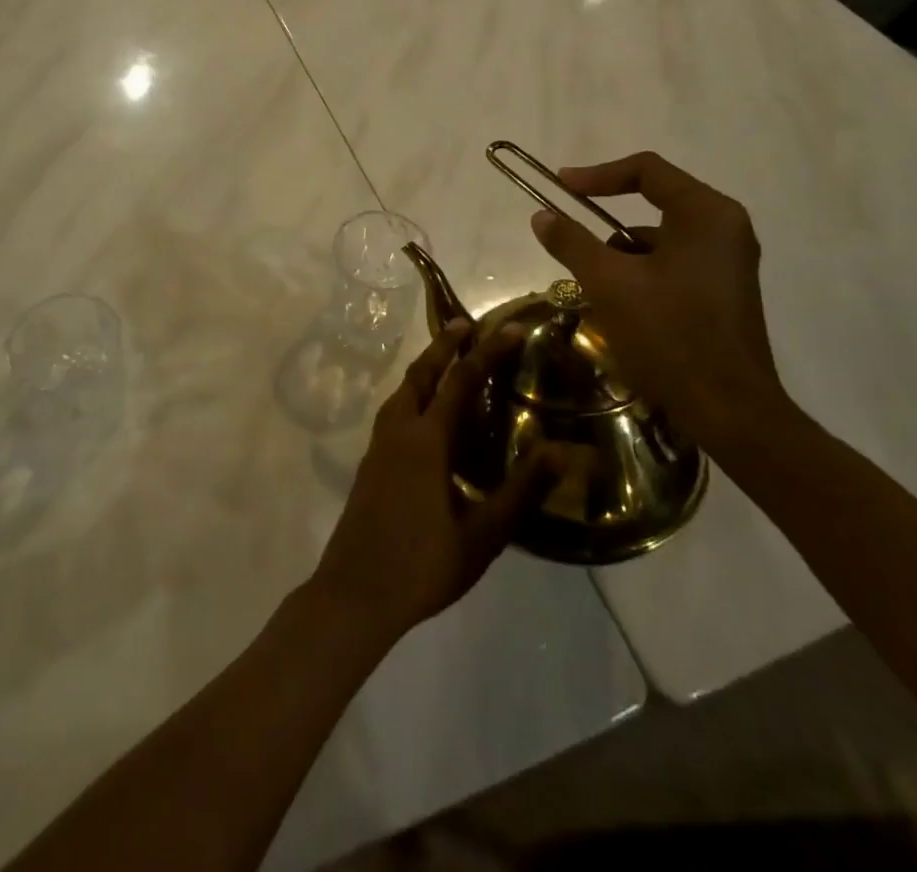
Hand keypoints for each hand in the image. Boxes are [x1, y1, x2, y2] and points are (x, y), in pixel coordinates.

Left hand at [309, 322, 555, 643]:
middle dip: (445, 345)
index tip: (511, 328)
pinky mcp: (371, 461)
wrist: (355, 592)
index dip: (488, 352)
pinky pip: (395, 409)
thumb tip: (561, 450)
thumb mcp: (482, 535)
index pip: (462, 381)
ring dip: (426, 366)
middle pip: (422, 373)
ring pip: (403, 389)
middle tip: (467, 324)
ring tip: (448, 357)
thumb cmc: (423, 565)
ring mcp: (379, 444)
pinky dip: (414, 392)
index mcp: (426, 439)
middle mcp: (399, 429)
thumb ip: (521, 491)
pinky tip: (425, 411)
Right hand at [530, 151, 791, 452]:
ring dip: (621, 254)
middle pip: (653, 202)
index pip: (646, 170)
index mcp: (706, 214)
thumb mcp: (608, 283)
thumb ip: (572, 242)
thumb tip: (541, 215)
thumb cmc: (668, 336)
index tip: (560, 187)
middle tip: (571, 239)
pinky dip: (642, 273)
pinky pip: (673, 262)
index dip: (597, 174)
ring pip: (659, 238)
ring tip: (593, 287)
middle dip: (606, 223)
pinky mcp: (724, 290)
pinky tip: (621, 307)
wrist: (728, 410)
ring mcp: (728, 260)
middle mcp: (725, 228)